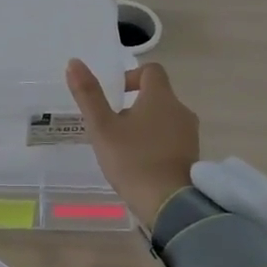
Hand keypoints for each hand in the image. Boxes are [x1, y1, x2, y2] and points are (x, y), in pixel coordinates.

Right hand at [65, 58, 200, 223]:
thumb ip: (88, 95)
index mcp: (161, 97)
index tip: (115, 96)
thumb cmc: (133, 160)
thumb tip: (74, 63)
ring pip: (165, 118)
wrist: (169, 203)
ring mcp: (190, 134)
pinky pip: (172, 139)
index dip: (131, 77)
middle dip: (134, 106)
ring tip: (124, 147)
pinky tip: (141, 163)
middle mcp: (181, 110)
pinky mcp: (192, 155)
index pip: (151, 71)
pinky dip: (156, 143)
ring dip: (145, 125)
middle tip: (112, 126)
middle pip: (157, 96)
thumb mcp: (102, 128)